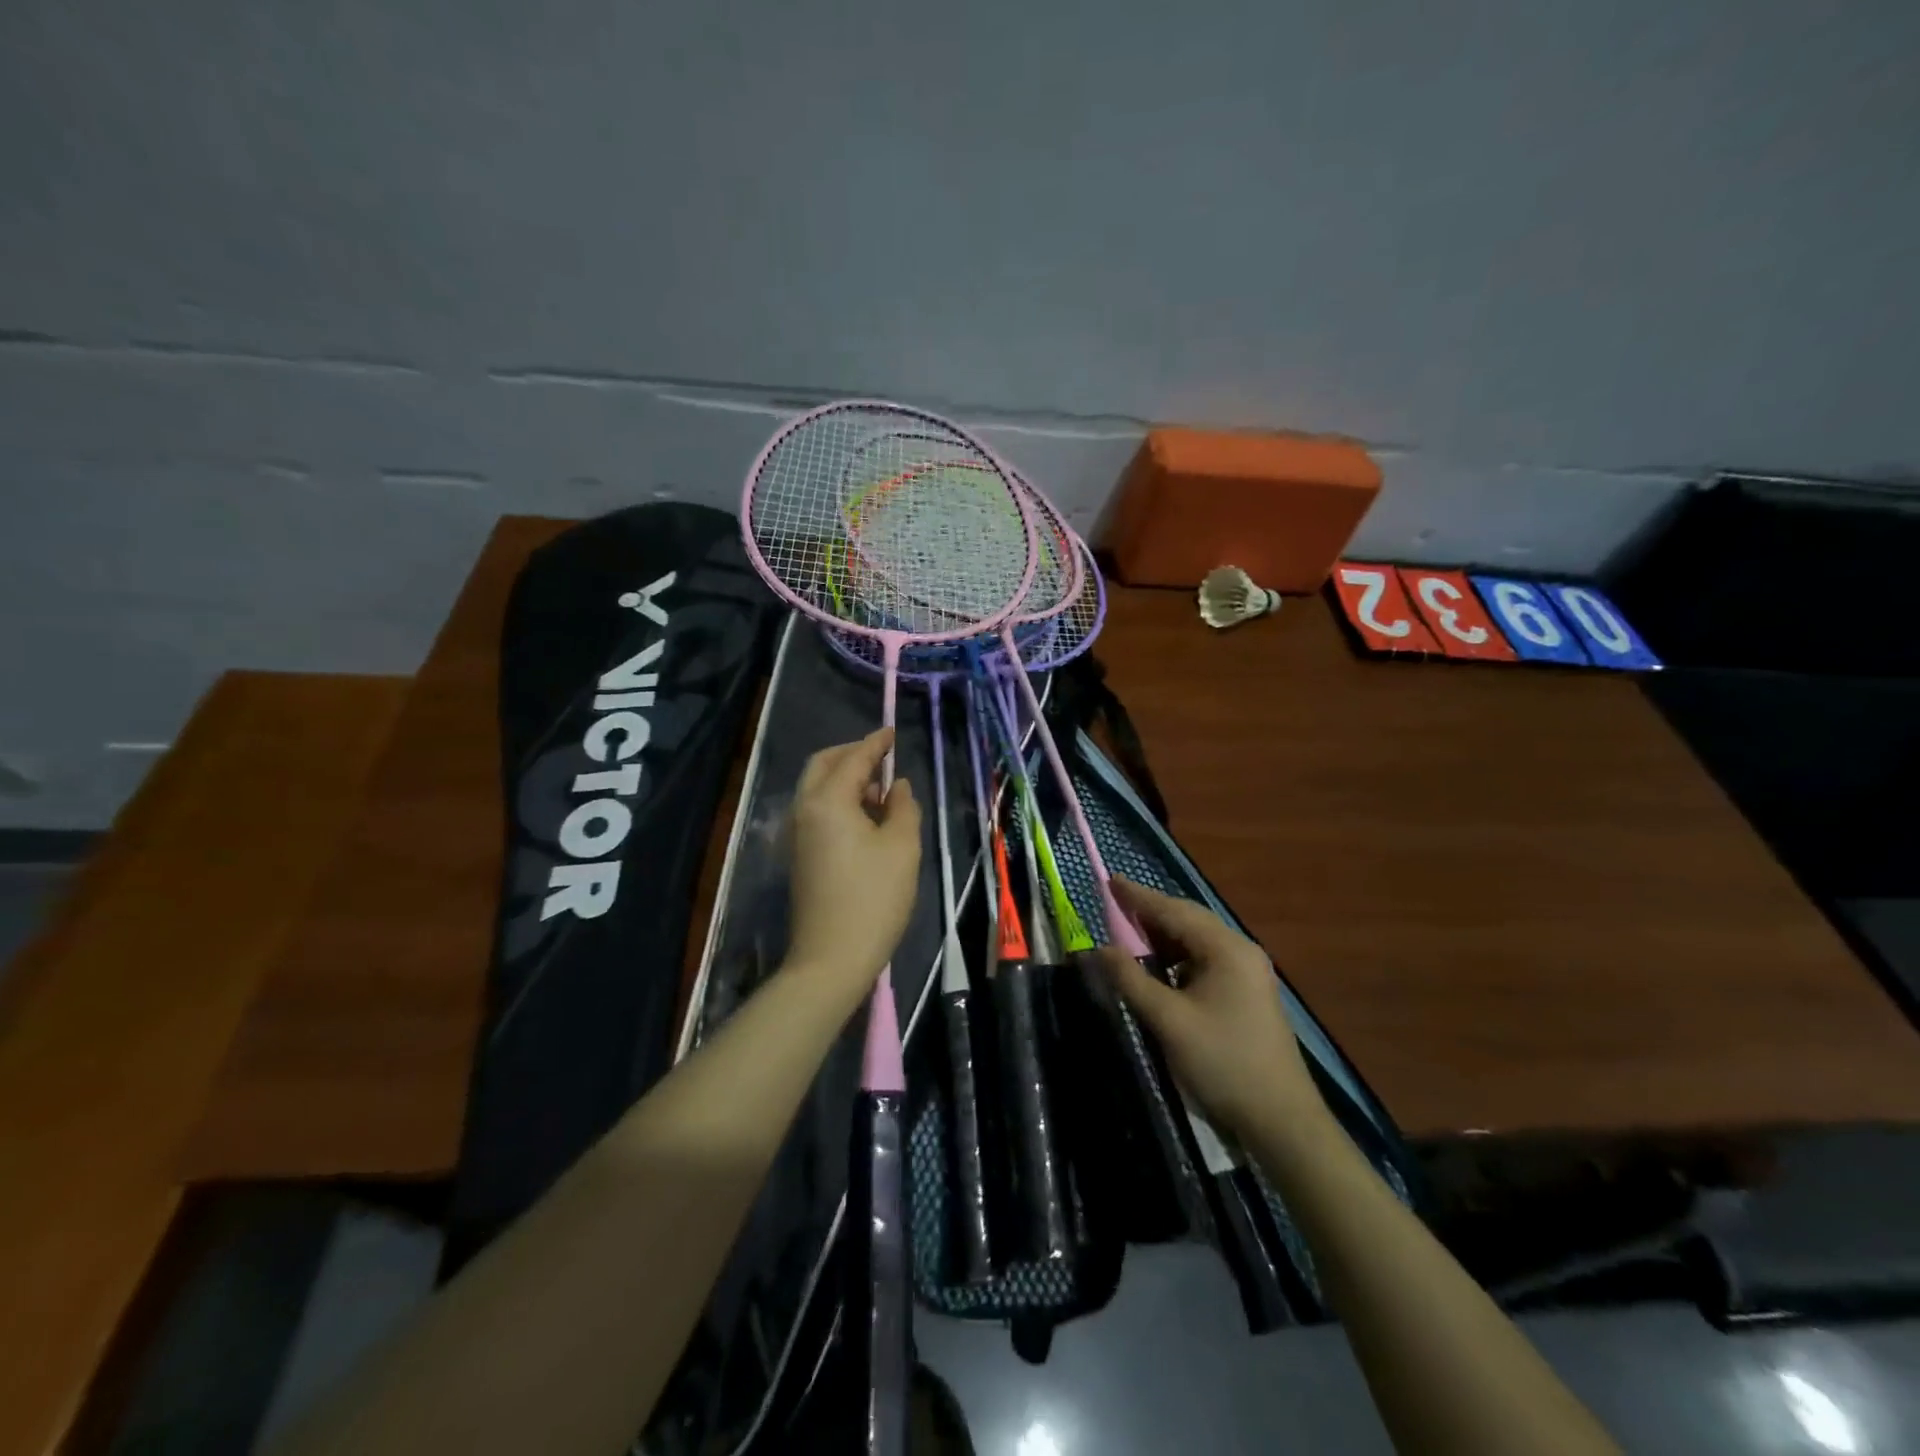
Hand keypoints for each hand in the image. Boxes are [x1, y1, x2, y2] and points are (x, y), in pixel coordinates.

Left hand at [785, 729, 921, 1001]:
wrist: (831, 958)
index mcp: (827, 802)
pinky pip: (816, 811)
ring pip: (816, 789)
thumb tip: (896, 786)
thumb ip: (903, 807)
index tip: (891, 732)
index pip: (853, 759)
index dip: (874, 743)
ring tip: (880, 792)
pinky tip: (865, 819)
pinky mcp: (799, 856)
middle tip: (882, 757)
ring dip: (844, 779)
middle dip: (851, 755)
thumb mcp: (902, 847)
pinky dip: (838, 801)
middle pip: (822, 765)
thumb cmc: (874, 898)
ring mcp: (797, 834)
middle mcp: (804, 810)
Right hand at [1094, 878, 1323, 1143]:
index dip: (1137, 897)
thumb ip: (1130, 979)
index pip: (1173, 911)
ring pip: (1197, 941)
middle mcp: (1241, 951)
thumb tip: (1098, 949)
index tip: (1108, 881)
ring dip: (1163, 937)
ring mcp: (1248, 973)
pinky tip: (1161, 970)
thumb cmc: (1223, 1063)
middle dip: (1150, 912)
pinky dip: (1178, 958)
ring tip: (1129, 936)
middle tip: (1113, 904)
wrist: (1282, 1120)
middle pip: (1188, 921)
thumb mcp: (1168, 1021)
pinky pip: (1206, 961)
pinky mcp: (1248, 994)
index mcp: (1226, 949)